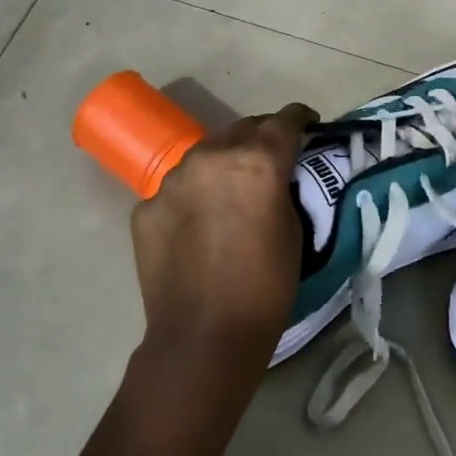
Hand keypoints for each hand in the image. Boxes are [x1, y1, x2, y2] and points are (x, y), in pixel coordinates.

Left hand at [128, 102, 318, 371]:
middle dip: (259, 137)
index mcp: (257, 160)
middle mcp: (212, 156)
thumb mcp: (293, 230)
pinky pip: (177, 189)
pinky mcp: (146, 205)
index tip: (308, 122)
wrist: (203, 337)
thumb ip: (281, 188)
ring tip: (229, 192)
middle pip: (242, 128)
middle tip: (270, 157)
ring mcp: (173, 179)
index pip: (284, 121)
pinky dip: (192, 197)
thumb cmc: (265, 287)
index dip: (300, 118)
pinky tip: (197, 225)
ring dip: (222, 164)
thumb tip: (272, 176)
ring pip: (205, 155)